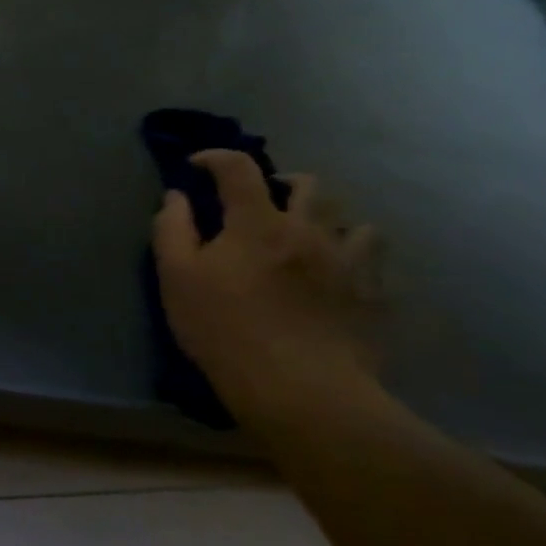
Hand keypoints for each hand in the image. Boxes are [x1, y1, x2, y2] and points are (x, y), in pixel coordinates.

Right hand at [152, 151, 375, 398]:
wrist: (299, 388)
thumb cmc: (224, 329)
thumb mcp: (176, 277)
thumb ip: (172, 229)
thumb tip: (176, 196)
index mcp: (257, 222)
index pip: (238, 167)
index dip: (215, 157)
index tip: (196, 167)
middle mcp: (308, 229)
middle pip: (308, 184)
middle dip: (280, 182)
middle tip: (260, 202)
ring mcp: (348, 260)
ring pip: (350, 218)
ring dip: (324, 217)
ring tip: (306, 234)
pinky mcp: (372, 293)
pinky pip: (372, 256)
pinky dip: (352, 251)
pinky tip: (336, 269)